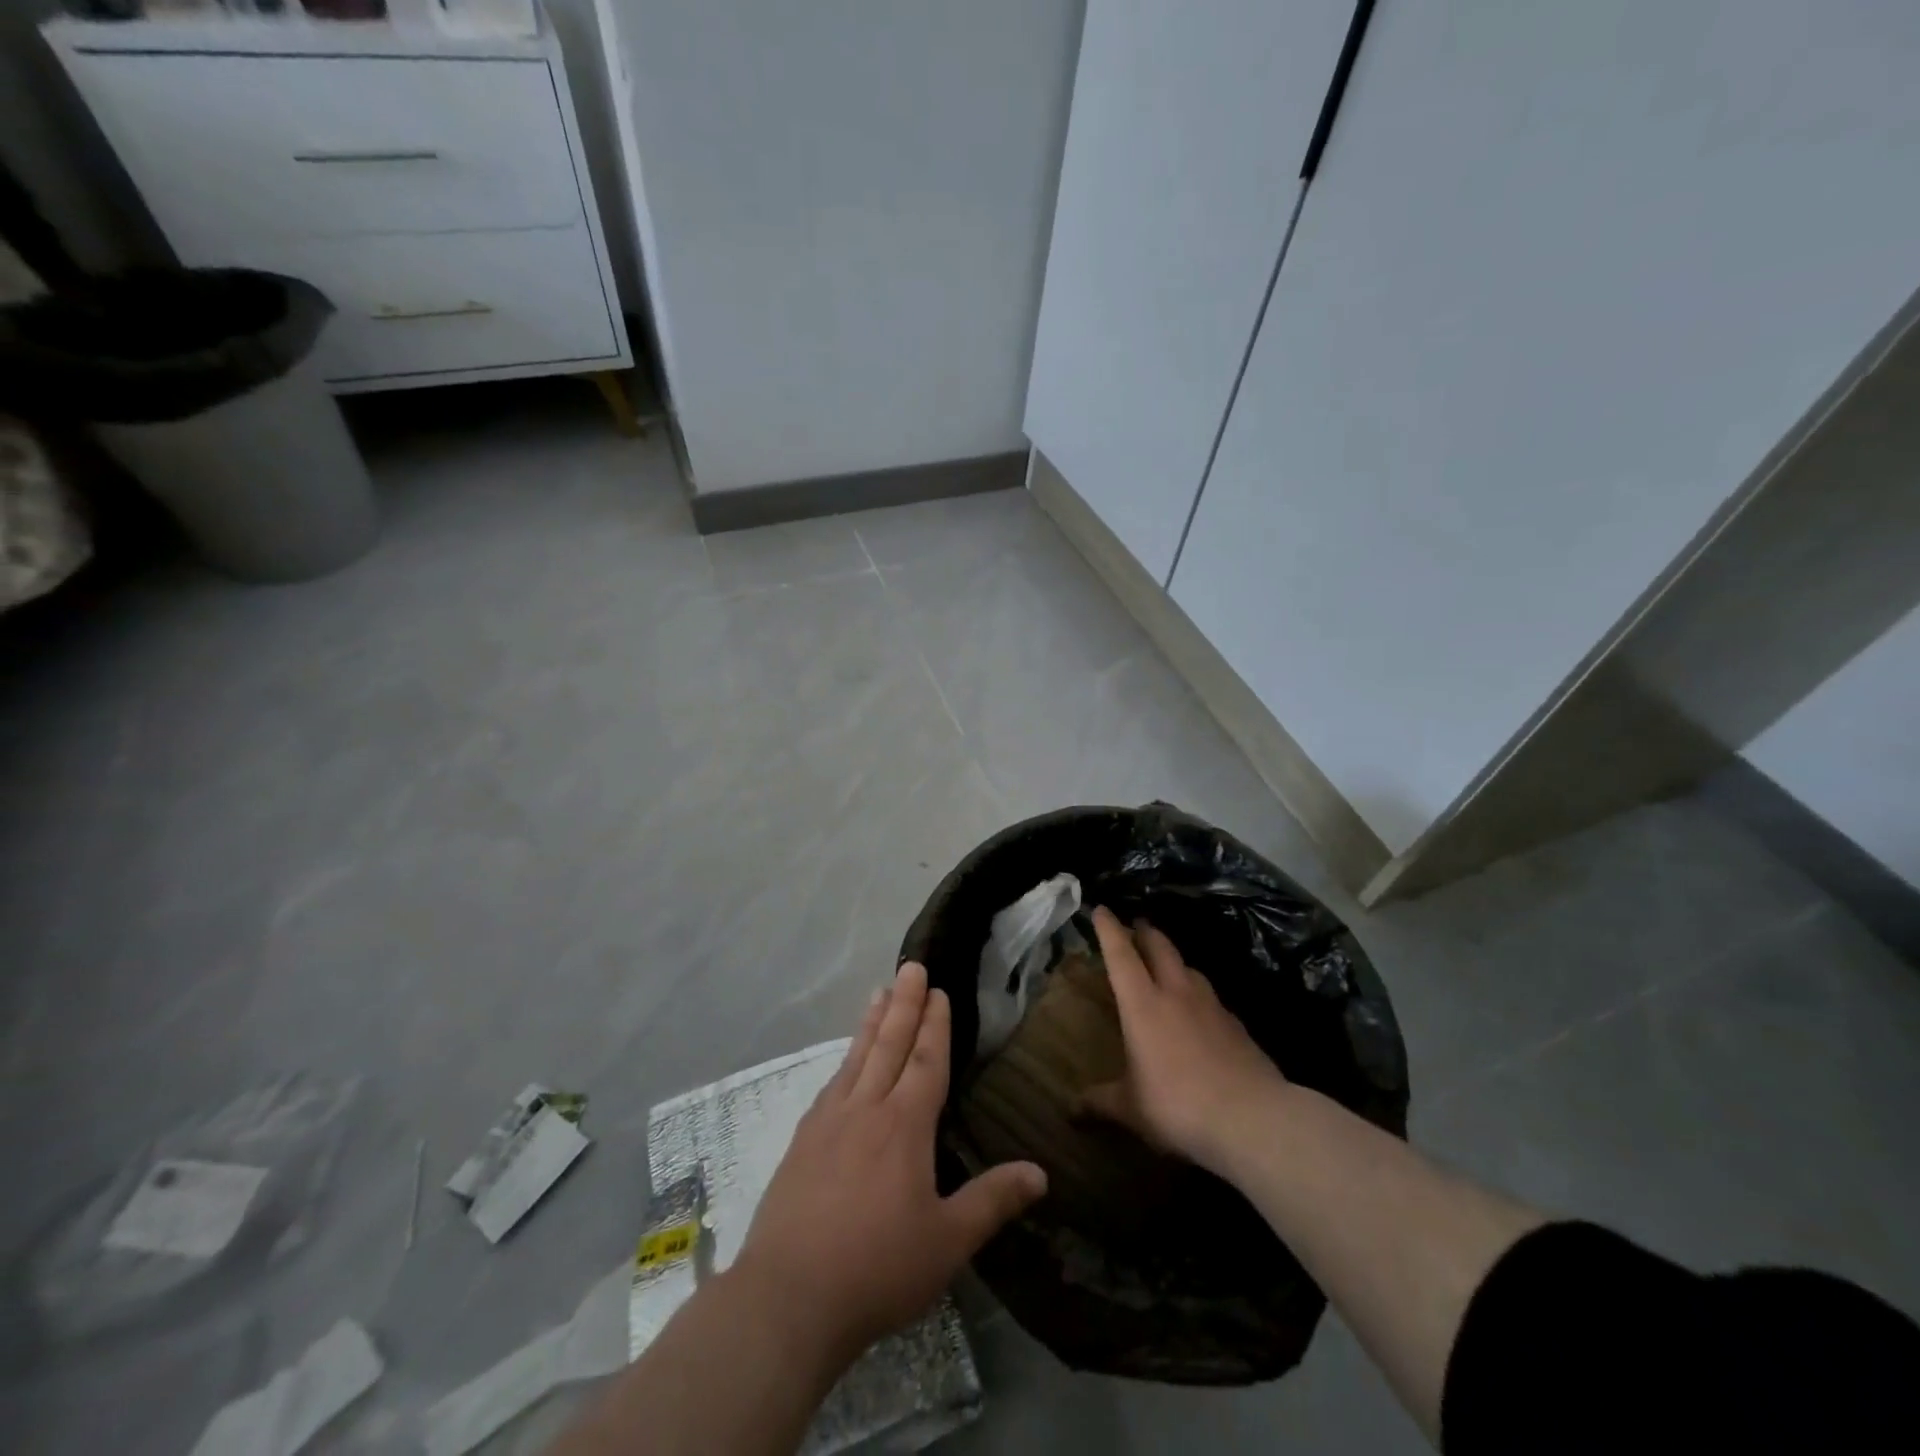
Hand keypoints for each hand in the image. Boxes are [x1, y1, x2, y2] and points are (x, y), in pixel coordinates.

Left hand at [732, 963, 1047, 1362]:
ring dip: (872, 1022)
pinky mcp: (802, 1142)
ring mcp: (829, 1122)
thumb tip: (1041, 1172)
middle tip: (911, 966)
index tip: (938, 990)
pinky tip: (845, 1061)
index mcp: (904, 1126)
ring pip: (856, 1057)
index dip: (934, 1024)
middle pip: (889, 1044)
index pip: (925, 1061)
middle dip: (904, 1004)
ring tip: (880, 991)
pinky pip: (831, 1084)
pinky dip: (845, 1060)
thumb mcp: (948, 1242)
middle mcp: (866, 1109)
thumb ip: (993, 1201)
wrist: (788, 1297)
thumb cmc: (878, 1268)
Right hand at [1080, 905, 1289, 1176]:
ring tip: (1167, 964)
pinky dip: (1198, 992)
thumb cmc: (1179, 1106)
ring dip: (1174, 959)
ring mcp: (1211, 1005)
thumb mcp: (1131, 1109)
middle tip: (1136, 924)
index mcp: (1142, 1005)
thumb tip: (1070, 1110)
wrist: (1253, 1118)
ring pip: (1188, 967)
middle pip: (1159, 947)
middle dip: (1145, 931)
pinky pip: (1211, 996)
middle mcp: (1176, 993)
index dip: (1109, 929)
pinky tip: (1199, 1011)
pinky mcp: (1237, 1024)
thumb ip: (1100, 1102)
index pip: (1121, 955)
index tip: (1101, 909)